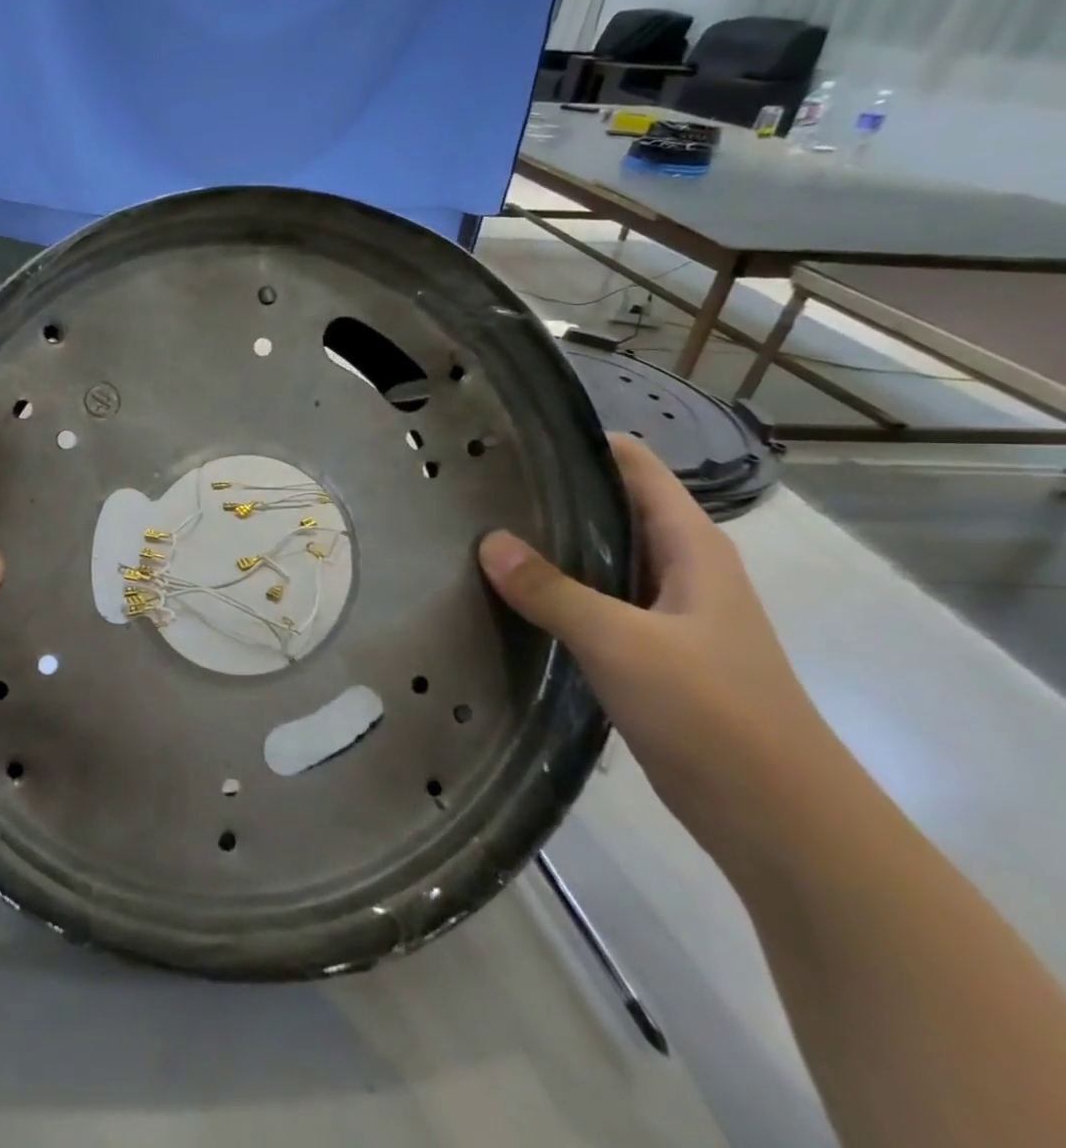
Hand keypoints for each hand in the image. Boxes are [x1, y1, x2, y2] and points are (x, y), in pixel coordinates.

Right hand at [478, 434, 837, 857]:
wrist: (776, 817)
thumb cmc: (711, 711)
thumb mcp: (621, 642)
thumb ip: (551, 590)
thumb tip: (488, 541)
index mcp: (692, 547)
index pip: (637, 467)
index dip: (583, 444)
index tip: (516, 439)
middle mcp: (681, 570)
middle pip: (612, 510)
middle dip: (552, 496)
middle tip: (479, 487)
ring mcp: (665, 614)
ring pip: (600, 560)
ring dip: (550, 547)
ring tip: (481, 533)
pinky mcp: (648, 654)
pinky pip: (593, 604)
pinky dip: (555, 593)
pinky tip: (509, 597)